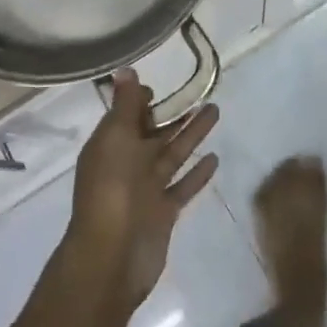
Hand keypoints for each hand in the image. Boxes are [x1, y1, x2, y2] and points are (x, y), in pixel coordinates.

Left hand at [64, 72, 219, 312]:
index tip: (162, 85)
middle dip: (174, 113)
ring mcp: (146, 189)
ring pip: (173, 153)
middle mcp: (127, 163)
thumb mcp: (116, 137)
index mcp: (110, 144)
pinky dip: (197, 173)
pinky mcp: (164, 211)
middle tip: (201, 92)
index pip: (127, 115)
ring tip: (215, 110)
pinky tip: (215, 157)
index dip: (142, 99)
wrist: (111, 257)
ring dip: (192, 133)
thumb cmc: (111, 189)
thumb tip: (124, 69)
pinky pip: (183, 185)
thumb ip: (125, 104)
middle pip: (154, 132)